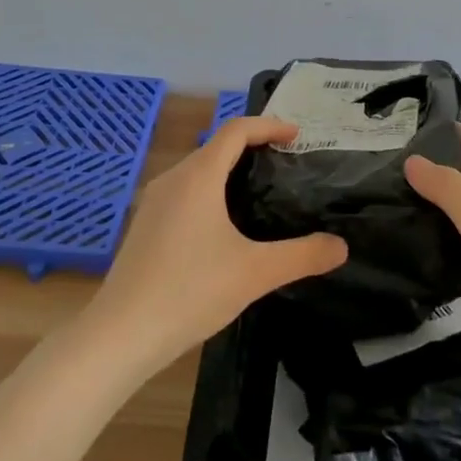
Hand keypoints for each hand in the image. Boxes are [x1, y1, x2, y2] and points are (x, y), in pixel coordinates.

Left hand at [86, 116, 348, 373]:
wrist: (120, 334)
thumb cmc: (190, 292)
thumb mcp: (255, 273)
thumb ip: (302, 256)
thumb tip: (340, 246)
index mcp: (199, 176)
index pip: (237, 130)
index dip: (269, 126)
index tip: (297, 136)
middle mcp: (173, 178)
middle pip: (217, 146)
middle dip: (253, 147)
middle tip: (286, 164)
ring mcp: (154, 201)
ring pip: (199, 169)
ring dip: (230, 169)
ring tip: (260, 191)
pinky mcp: (145, 224)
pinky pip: (185, 190)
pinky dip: (211, 190)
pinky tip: (223, 225)